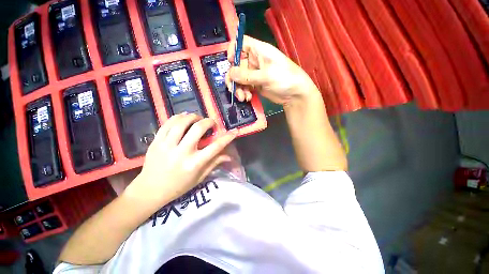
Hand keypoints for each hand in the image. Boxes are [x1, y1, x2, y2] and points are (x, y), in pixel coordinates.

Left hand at [124, 113, 236, 206]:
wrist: (149, 190)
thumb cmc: (178, 187)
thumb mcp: (199, 178)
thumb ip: (214, 163)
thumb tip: (229, 156)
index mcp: (194, 164)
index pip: (215, 147)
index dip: (227, 137)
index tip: (234, 131)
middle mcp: (181, 153)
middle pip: (198, 129)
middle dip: (208, 122)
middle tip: (211, 122)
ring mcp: (166, 146)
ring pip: (181, 123)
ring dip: (192, 117)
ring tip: (197, 118)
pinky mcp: (155, 142)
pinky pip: (167, 124)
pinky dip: (177, 117)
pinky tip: (183, 117)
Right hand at [225, 35, 315, 105]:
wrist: (294, 95)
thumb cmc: (285, 79)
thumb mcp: (266, 76)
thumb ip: (247, 75)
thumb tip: (230, 73)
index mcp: (259, 51)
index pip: (241, 43)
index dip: (233, 50)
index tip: (230, 62)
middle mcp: (255, 61)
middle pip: (237, 65)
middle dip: (234, 78)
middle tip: (233, 89)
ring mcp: (254, 74)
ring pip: (239, 78)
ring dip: (238, 88)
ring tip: (243, 97)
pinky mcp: (255, 85)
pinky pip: (244, 87)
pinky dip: (244, 92)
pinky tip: (247, 98)